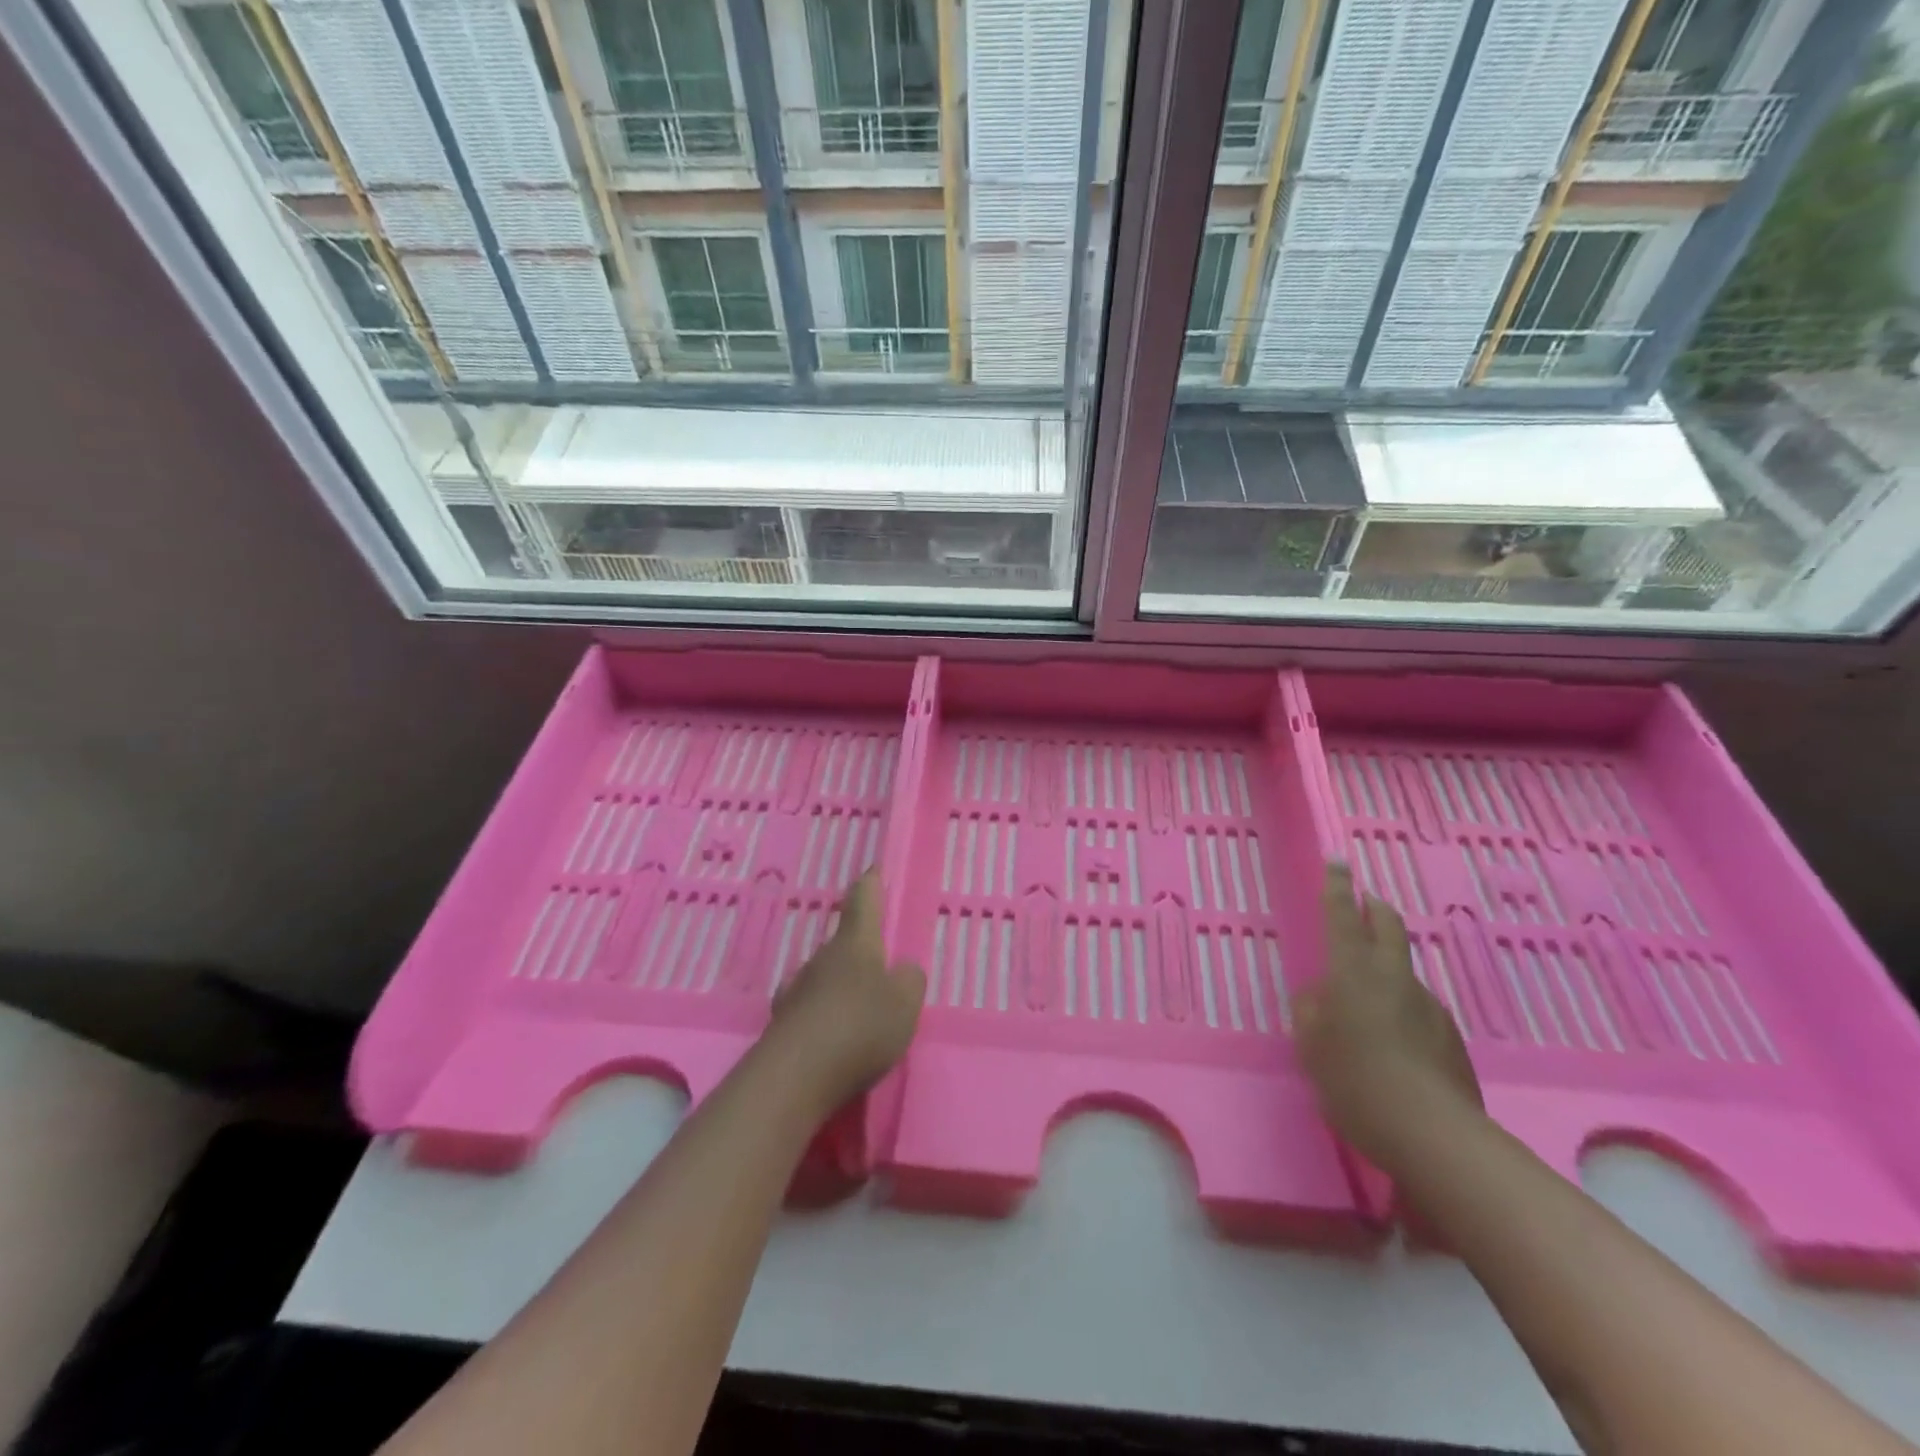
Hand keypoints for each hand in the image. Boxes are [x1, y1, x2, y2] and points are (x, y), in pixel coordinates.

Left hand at [766, 870, 925, 1111]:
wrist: (794, 1077)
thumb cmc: (859, 1027)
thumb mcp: (905, 1003)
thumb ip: (910, 981)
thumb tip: (902, 970)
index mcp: (855, 944)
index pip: (864, 901)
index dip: (871, 884)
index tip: (873, 868)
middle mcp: (821, 958)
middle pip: (843, 943)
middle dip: (861, 949)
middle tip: (881, 965)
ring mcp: (797, 990)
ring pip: (824, 977)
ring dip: (840, 985)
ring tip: (860, 1007)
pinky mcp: (783, 1024)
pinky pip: (811, 1009)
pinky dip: (825, 1016)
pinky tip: (834, 1036)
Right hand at [1296, 865, 1481, 1164]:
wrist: (1433, 1135)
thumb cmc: (1355, 1082)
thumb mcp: (1311, 1046)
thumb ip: (1311, 1011)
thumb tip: (1320, 995)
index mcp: (1353, 973)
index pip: (1342, 917)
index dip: (1337, 888)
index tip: (1338, 862)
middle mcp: (1393, 978)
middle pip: (1388, 927)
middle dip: (1375, 909)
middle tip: (1365, 903)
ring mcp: (1428, 1006)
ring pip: (1403, 971)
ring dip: (1387, 967)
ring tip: (1368, 998)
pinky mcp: (1450, 1037)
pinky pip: (1418, 1008)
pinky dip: (1402, 1009)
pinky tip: (1393, 1042)